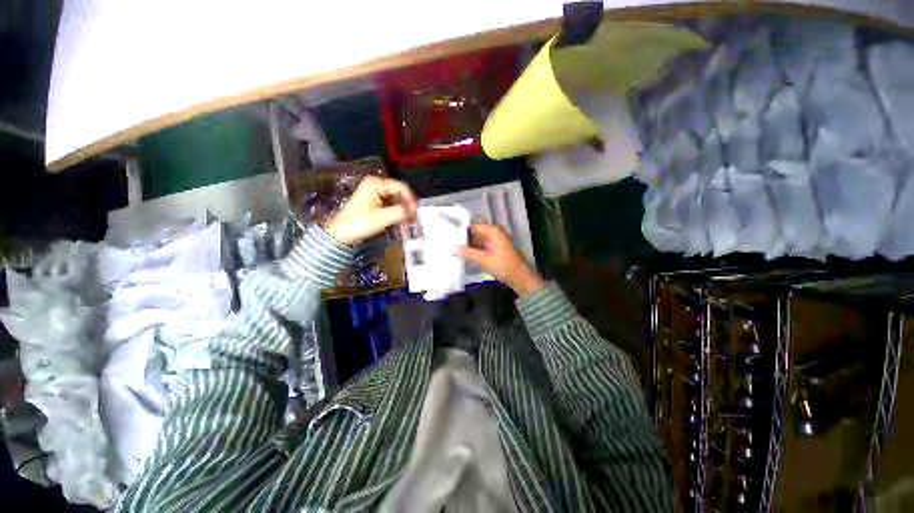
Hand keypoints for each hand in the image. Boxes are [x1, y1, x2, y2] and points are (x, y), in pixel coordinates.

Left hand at [325, 176, 417, 245]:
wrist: (340, 234)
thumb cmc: (360, 223)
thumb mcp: (383, 217)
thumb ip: (401, 212)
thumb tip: (415, 211)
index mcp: (376, 183)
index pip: (401, 187)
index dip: (411, 200)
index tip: (416, 213)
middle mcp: (376, 184)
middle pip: (399, 193)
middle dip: (407, 205)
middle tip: (414, 219)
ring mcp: (375, 193)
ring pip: (396, 200)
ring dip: (403, 210)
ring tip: (409, 222)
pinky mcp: (374, 202)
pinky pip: (390, 205)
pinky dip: (396, 213)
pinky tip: (401, 222)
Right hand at [456, 221, 544, 296]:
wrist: (519, 277)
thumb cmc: (503, 266)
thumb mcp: (484, 260)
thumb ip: (467, 253)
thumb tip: (452, 248)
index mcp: (493, 231)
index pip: (473, 225)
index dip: (461, 228)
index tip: (449, 232)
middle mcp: (494, 232)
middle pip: (475, 229)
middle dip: (464, 234)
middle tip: (450, 239)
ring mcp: (495, 240)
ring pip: (478, 237)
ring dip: (468, 242)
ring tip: (454, 247)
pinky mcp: (495, 248)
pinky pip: (481, 244)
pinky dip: (473, 248)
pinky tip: (464, 254)